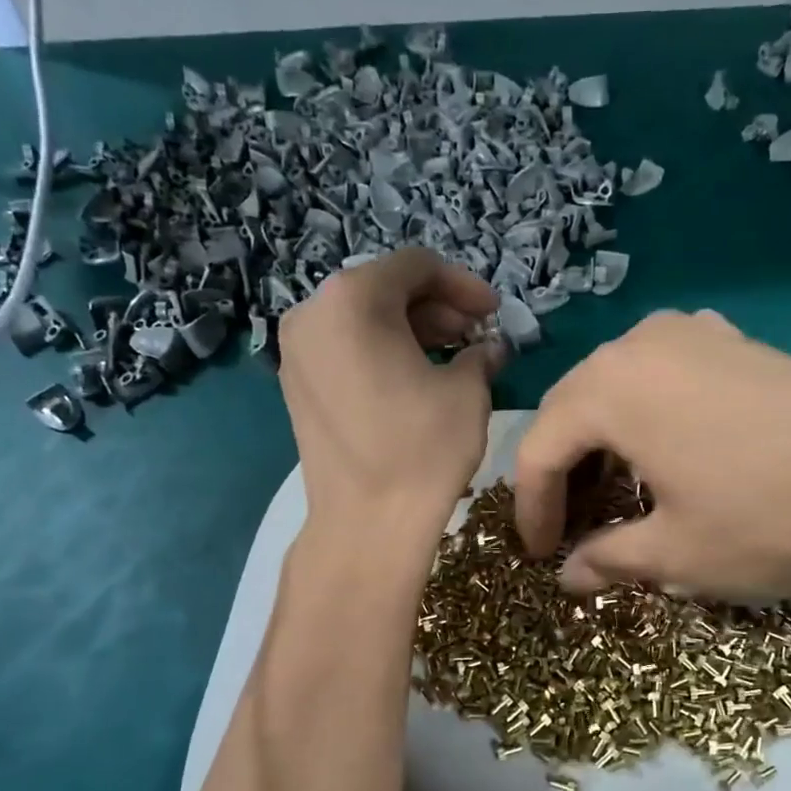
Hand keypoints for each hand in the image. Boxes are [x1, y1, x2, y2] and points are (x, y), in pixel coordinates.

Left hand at [278, 248, 502, 543]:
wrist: (366, 524)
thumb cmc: (423, 449)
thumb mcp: (468, 392)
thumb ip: (480, 354)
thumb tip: (489, 348)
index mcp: (352, 299)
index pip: (416, 266)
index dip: (463, 284)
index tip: (494, 312)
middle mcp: (312, 313)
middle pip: (385, 288)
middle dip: (437, 308)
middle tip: (476, 336)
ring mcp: (297, 351)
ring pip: (363, 319)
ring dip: (412, 330)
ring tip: (453, 359)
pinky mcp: (296, 385)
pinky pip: (345, 349)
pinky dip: (382, 352)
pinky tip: (416, 379)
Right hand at [514, 309, 790, 601]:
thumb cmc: (771, 521)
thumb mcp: (677, 553)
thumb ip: (607, 559)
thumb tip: (569, 577)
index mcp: (611, 387)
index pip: (541, 448)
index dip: (532, 509)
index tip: (540, 556)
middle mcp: (642, 342)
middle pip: (574, 409)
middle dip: (564, 472)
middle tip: (571, 528)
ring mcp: (696, 332)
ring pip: (618, 387)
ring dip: (604, 441)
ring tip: (616, 493)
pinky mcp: (738, 342)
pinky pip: (666, 374)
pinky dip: (648, 415)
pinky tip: (667, 450)